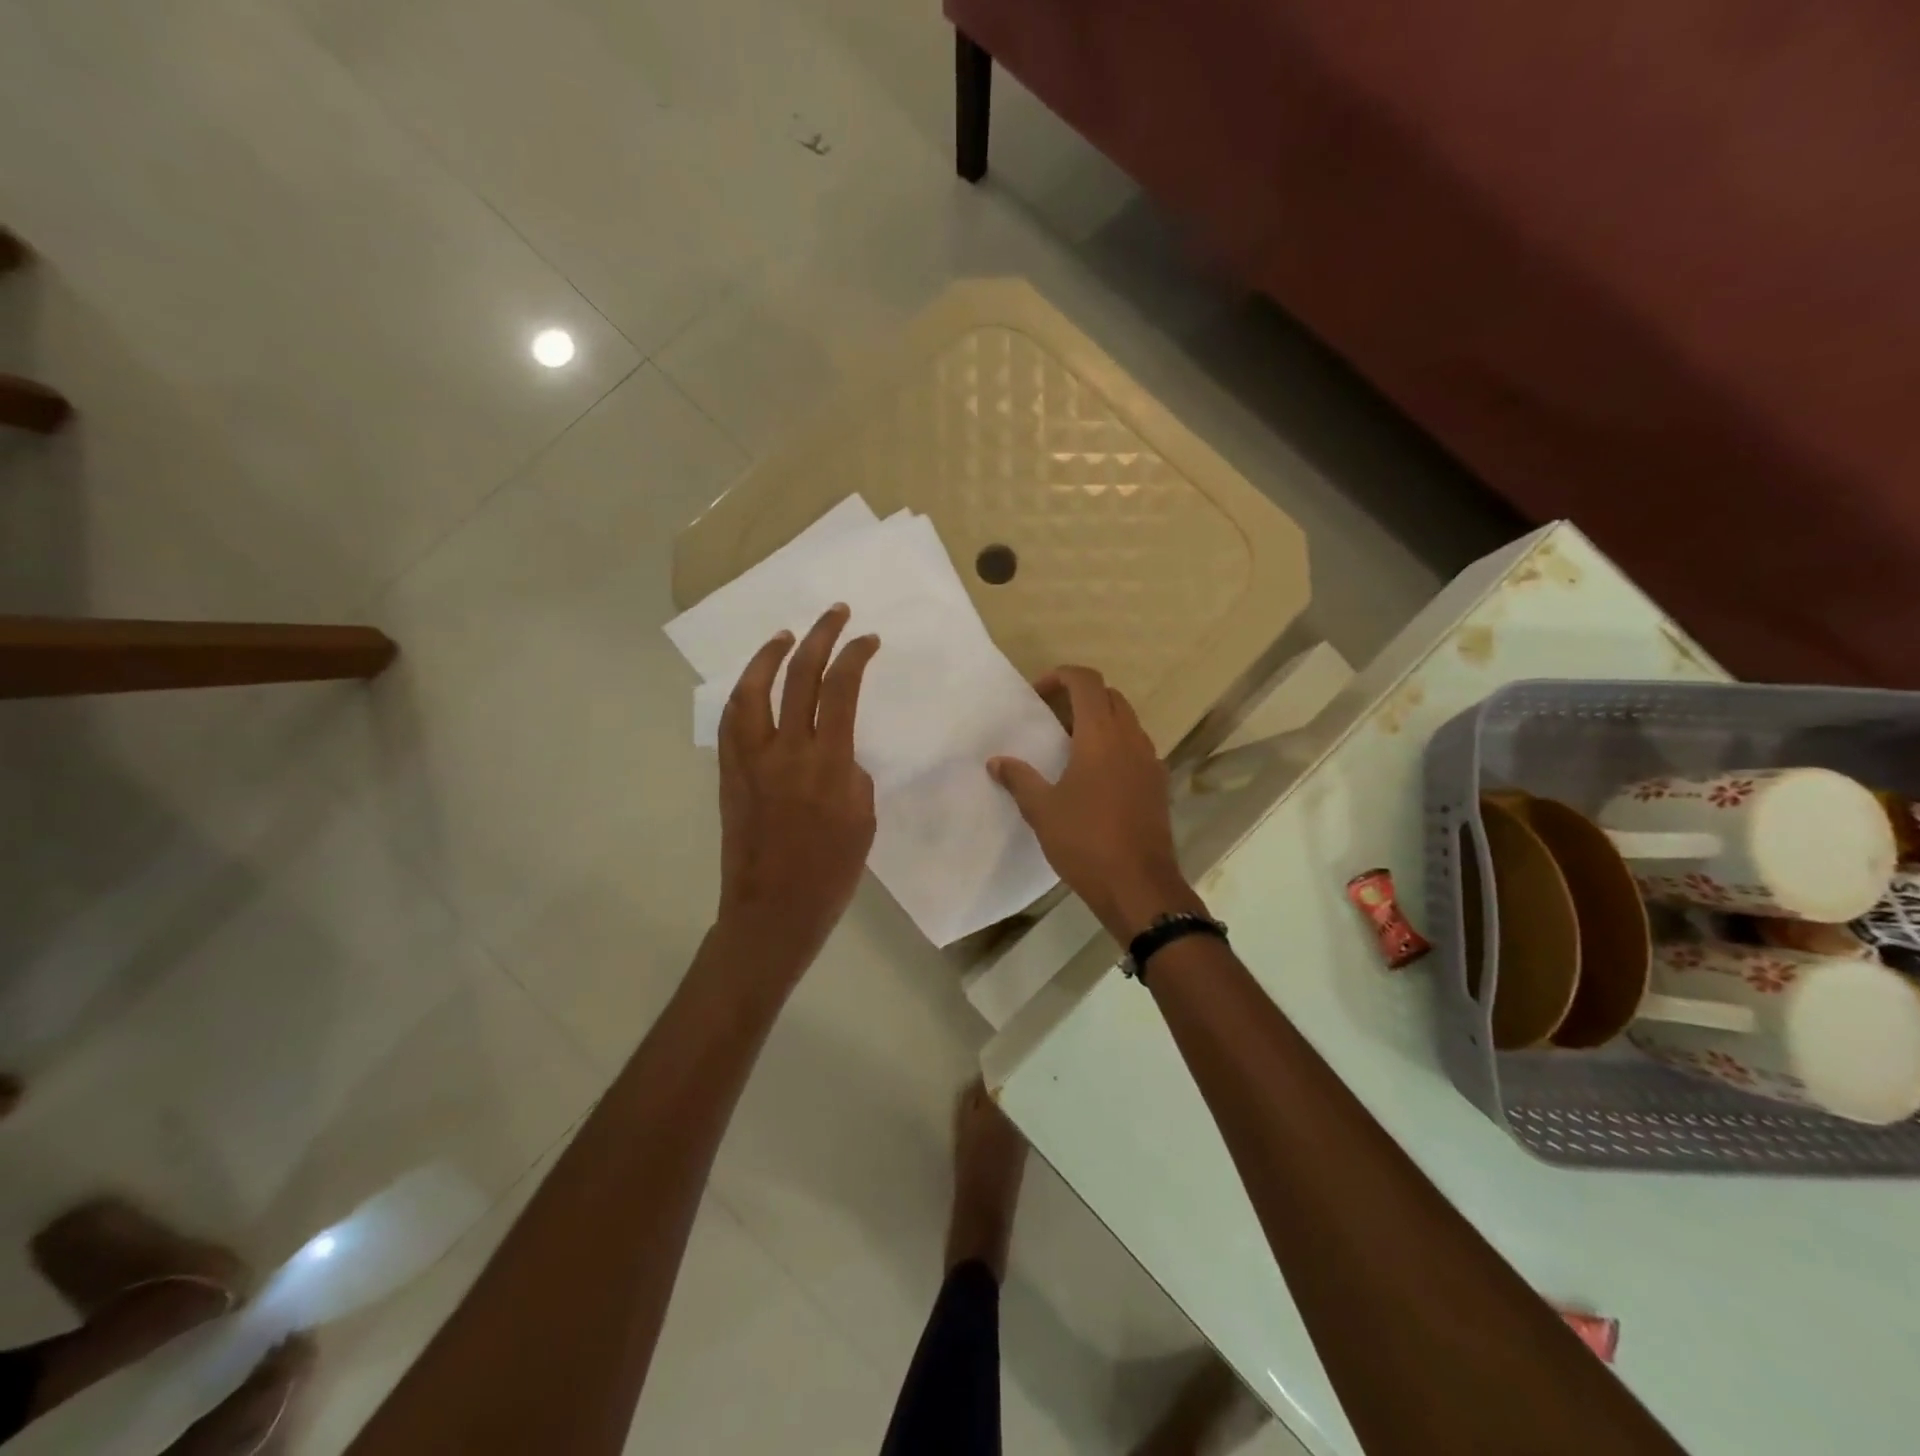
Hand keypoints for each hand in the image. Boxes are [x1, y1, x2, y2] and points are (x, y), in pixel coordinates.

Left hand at [716, 604, 879, 977]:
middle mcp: (786, 751)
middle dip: (820, 636)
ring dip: (770, 655)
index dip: (855, 655)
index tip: (868, 639)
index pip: (841, 689)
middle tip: (835, 613)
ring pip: (753, 691)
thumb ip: (851, 774)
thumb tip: (835, 753)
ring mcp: (751, 759)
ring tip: (786, 636)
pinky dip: (745, 693)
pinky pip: (733, 721)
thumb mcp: (863, 819)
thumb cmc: (830, 872)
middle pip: (800, 676)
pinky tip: (755, 685)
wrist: (773, 910)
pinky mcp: (730, 773)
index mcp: (828, 763)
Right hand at [988, 666, 1201, 941]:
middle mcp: (1130, 739)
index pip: (1087, 681)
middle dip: (1080, 697)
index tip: (1038, 694)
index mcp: (1101, 735)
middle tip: (1051, 719)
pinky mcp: (1158, 784)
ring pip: (1127, 721)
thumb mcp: (1042, 810)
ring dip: (1100, 721)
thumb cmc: (1085, 841)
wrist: (1139, 885)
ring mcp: (1150, 761)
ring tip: (1070, 747)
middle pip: (1110, 696)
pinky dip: (1115, 746)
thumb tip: (997, 762)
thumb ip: (1019, 779)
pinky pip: (1136, 748)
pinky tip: (1095, 777)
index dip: (1061, 677)